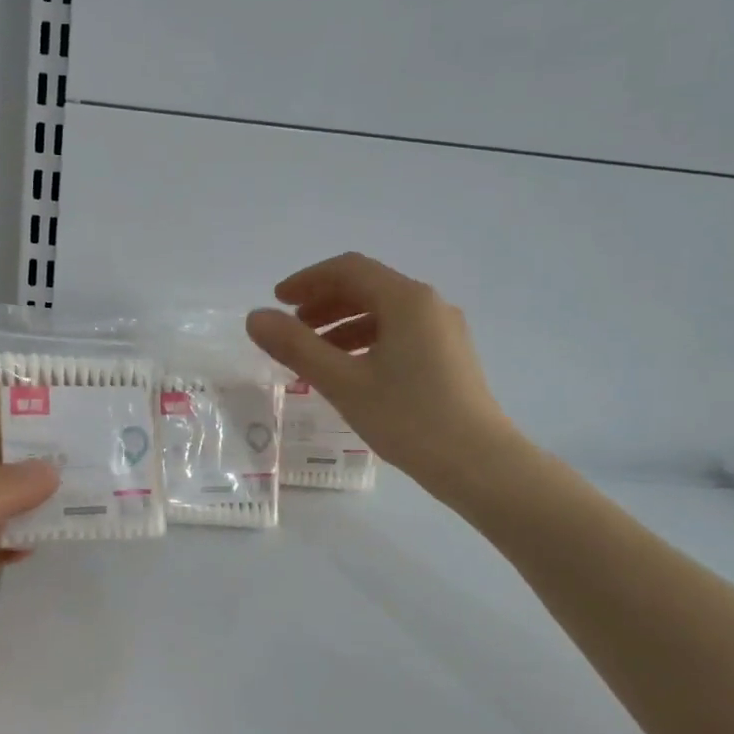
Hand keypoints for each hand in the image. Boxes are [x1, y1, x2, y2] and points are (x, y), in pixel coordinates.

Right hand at [246, 252, 520, 493]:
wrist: (479, 464)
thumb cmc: (408, 418)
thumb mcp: (343, 382)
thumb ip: (296, 347)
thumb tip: (255, 317)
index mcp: (406, 300)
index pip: (348, 270)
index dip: (308, 280)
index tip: (277, 301)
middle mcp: (429, 305)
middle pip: (368, 287)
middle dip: (324, 302)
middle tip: (291, 327)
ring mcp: (443, 331)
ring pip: (384, 313)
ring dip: (343, 324)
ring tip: (313, 353)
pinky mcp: (450, 357)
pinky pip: (399, 334)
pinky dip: (366, 341)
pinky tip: (350, 370)